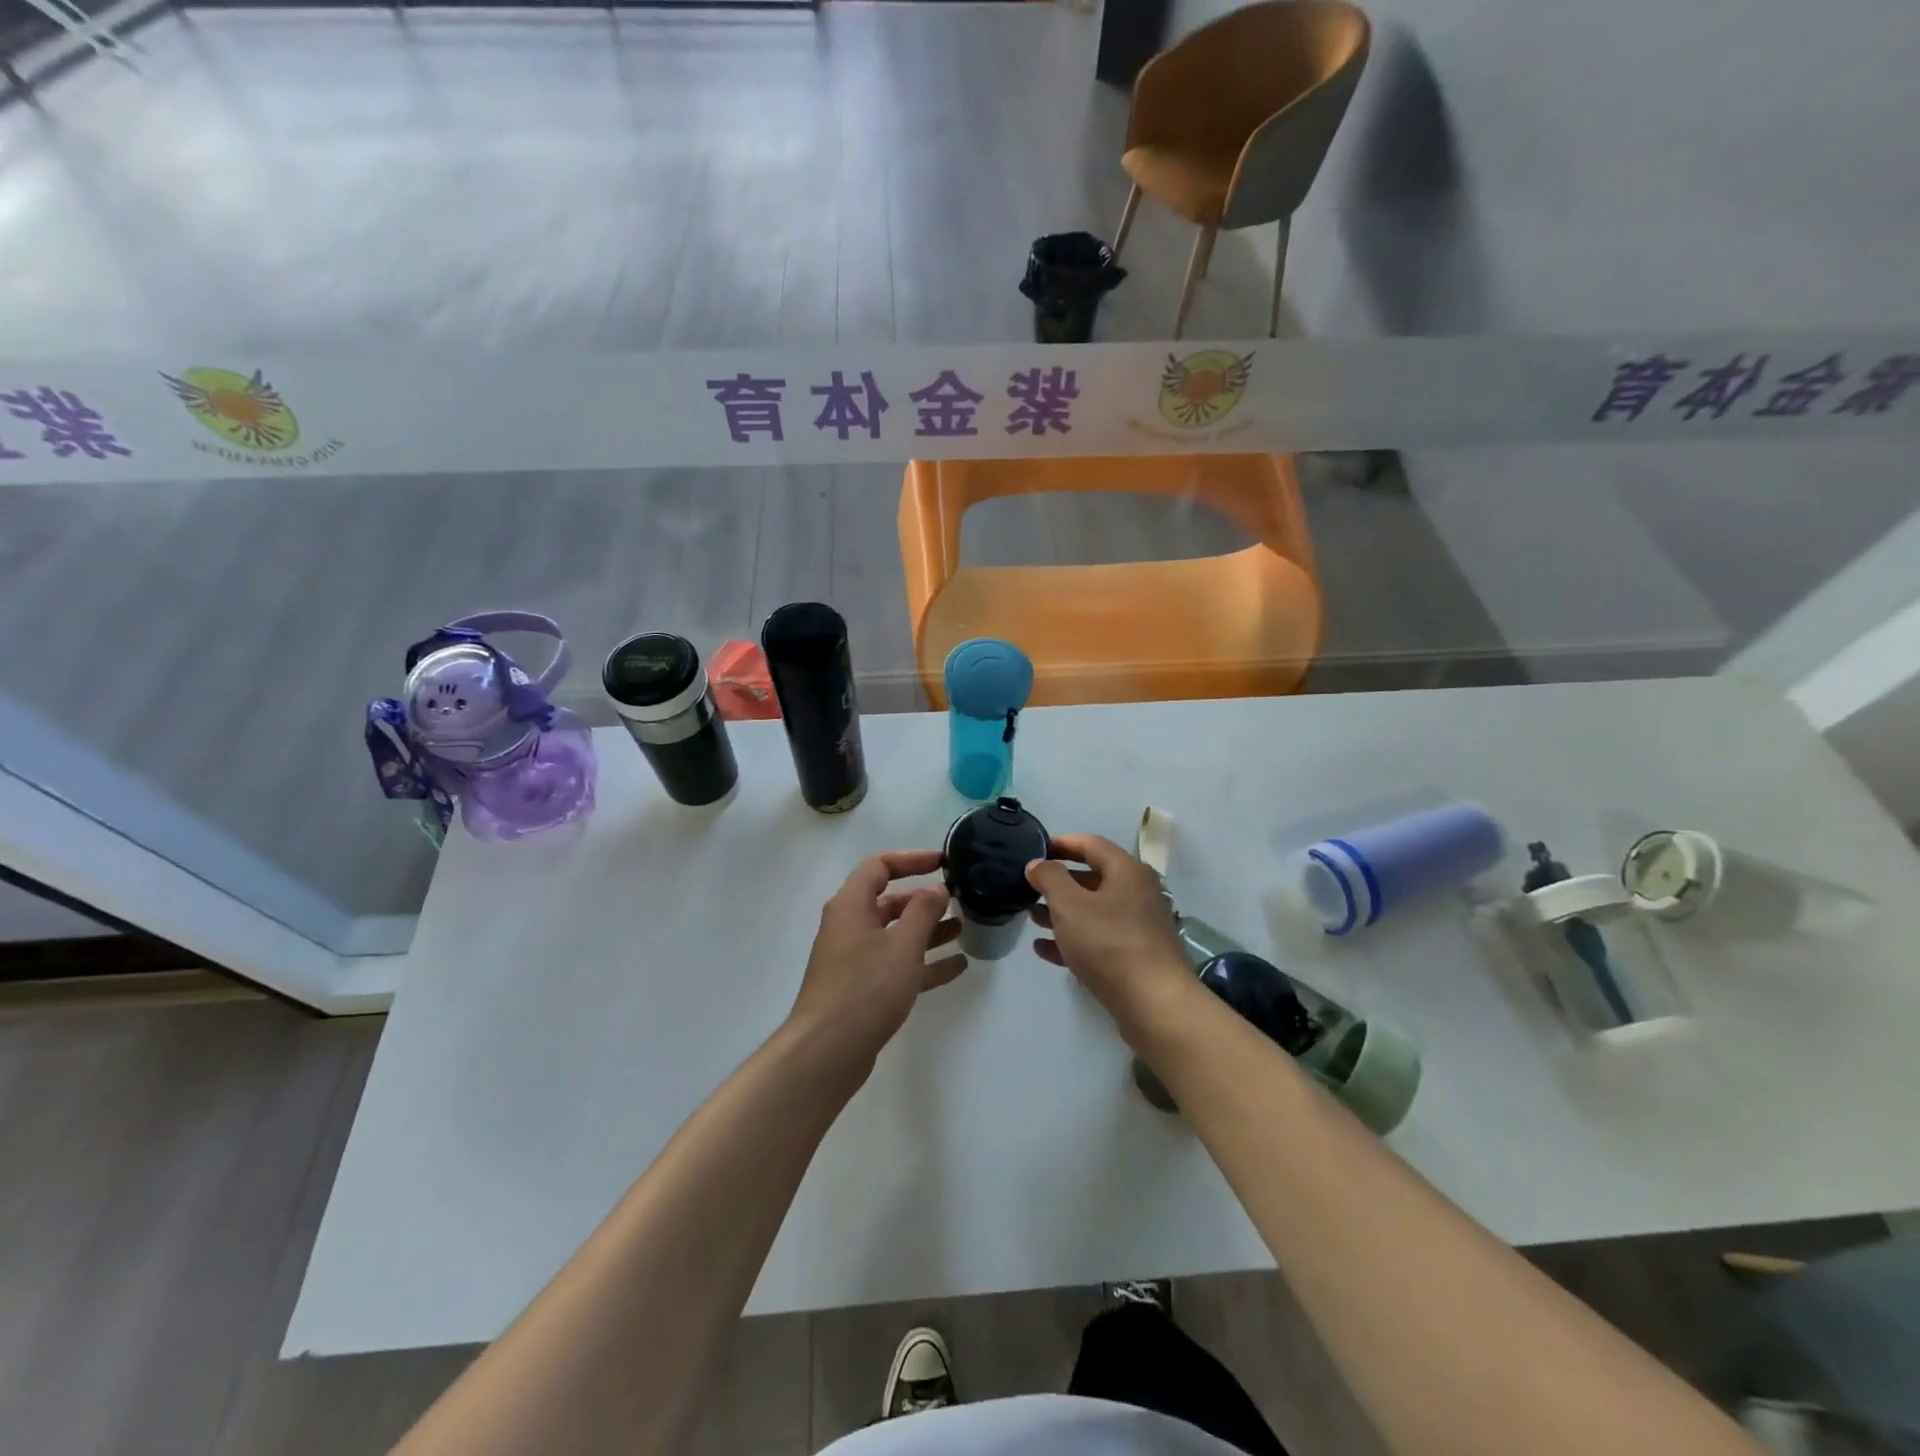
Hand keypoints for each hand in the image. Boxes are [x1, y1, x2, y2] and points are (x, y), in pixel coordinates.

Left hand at [789, 850, 964, 1070]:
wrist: (827, 1052)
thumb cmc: (865, 988)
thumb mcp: (903, 945)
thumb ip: (923, 911)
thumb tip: (937, 888)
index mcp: (851, 905)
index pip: (879, 866)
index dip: (912, 860)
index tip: (943, 863)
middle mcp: (849, 926)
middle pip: (889, 901)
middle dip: (924, 899)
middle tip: (959, 900)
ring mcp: (854, 960)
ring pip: (896, 935)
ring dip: (928, 931)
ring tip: (964, 929)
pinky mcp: (862, 989)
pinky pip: (897, 965)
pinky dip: (924, 963)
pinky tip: (957, 967)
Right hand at [1027, 834, 1193, 1029]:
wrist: (1153, 1003)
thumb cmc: (1108, 943)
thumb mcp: (1069, 905)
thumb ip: (1049, 878)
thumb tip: (1038, 863)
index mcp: (1127, 872)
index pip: (1091, 844)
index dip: (1062, 843)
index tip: (1036, 849)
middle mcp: (1138, 893)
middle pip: (1093, 878)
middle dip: (1059, 882)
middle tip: (1030, 887)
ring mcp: (1139, 926)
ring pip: (1094, 911)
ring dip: (1062, 912)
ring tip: (1032, 917)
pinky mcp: (1136, 956)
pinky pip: (1099, 939)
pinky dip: (1073, 939)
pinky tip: (1044, 949)